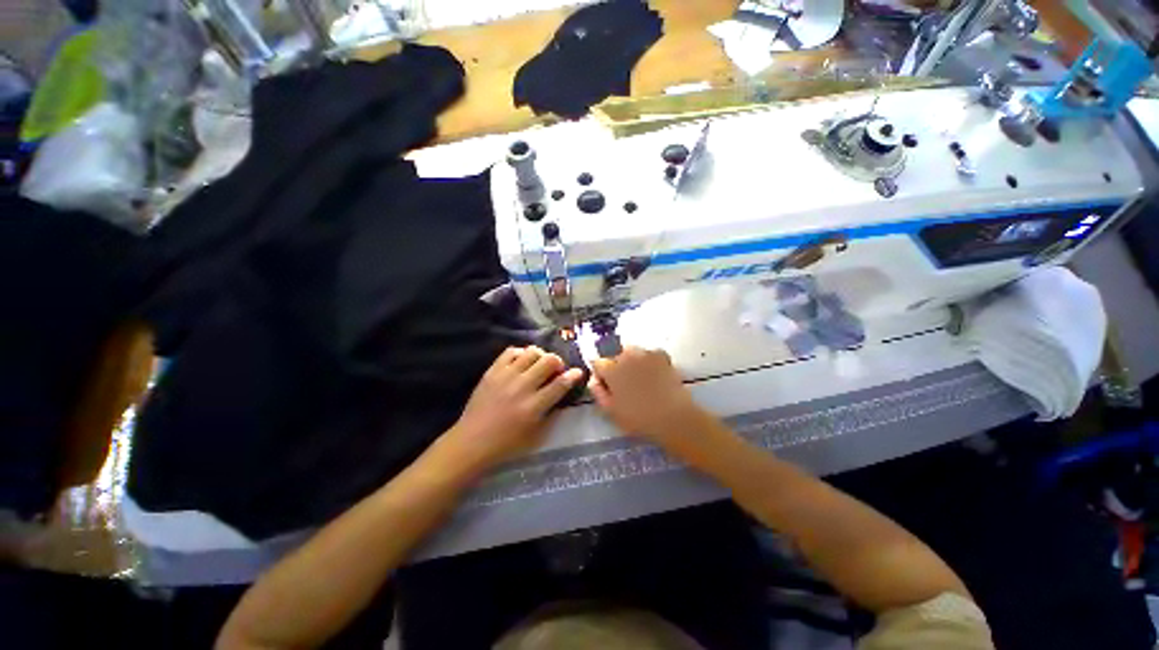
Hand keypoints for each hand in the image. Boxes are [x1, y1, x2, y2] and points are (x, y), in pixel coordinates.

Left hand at [443, 346, 582, 472]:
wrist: (472, 441)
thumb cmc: (507, 444)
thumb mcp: (536, 434)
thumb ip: (551, 412)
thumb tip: (562, 394)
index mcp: (534, 406)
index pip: (560, 384)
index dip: (573, 375)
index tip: (578, 372)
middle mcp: (522, 387)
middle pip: (548, 361)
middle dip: (558, 362)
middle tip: (555, 370)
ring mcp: (506, 376)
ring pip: (531, 352)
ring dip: (541, 356)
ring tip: (539, 364)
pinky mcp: (492, 371)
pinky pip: (510, 351)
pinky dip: (521, 353)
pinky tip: (522, 362)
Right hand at [589, 347, 707, 453]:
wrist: (673, 417)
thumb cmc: (638, 418)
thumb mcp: (610, 410)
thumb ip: (597, 391)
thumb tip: (593, 378)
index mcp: (611, 369)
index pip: (597, 363)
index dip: (600, 374)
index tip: (606, 385)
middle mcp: (626, 355)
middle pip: (615, 357)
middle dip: (617, 367)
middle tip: (626, 385)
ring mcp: (645, 353)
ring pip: (632, 353)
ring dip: (633, 362)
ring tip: (641, 379)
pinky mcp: (662, 355)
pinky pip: (650, 354)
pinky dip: (650, 361)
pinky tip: (655, 374)